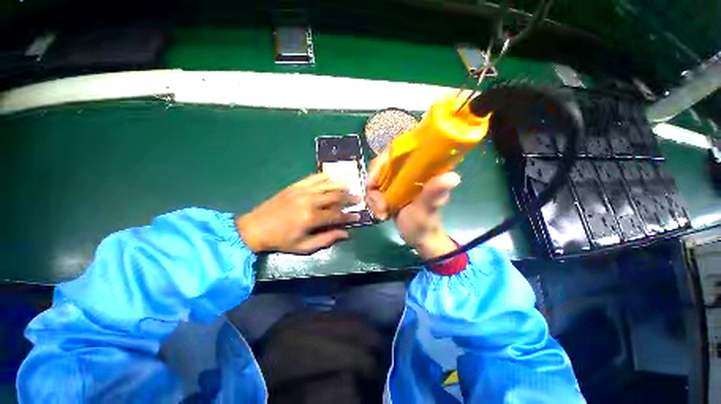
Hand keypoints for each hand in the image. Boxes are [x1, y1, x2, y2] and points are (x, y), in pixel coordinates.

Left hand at [236, 173, 359, 253]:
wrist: (255, 228)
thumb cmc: (280, 240)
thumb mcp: (303, 247)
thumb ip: (326, 239)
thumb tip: (345, 234)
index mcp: (311, 218)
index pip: (337, 214)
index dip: (349, 216)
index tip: (357, 216)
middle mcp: (309, 201)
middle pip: (335, 196)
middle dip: (349, 197)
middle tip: (358, 198)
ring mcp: (302, 190)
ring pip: (328, 184)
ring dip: (341, 185)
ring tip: (350, 187)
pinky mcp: (295, 185)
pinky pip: (314, 177)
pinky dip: (325, 177)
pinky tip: (332, 179)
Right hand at [366, 149, 460, 258]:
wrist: (418, 237)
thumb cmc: (425, 224)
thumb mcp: (427, 209)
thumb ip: (433, 194)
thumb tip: (453, 177)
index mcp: (422, 168)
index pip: (399, 150)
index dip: (382, 161)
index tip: (374, 181)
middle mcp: (408, 170)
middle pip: (381, 165)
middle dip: (374, 185)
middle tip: (378, 204)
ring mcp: (397, 179)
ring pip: (375, 178)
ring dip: (374, 197)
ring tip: (382, 213)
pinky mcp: (390, 189)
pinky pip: (374, 189)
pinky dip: (373, 201)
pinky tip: (381, 214)